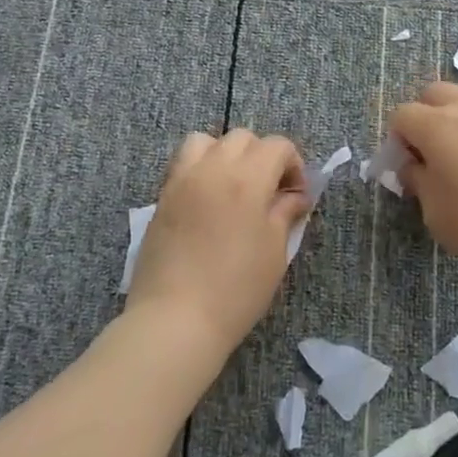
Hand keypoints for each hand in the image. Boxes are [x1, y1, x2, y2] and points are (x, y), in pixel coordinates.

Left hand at [124, 129, 309, 359]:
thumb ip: (285, 213)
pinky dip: (200, 169)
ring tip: (232, 186)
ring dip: (225, 154)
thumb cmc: (236, 289)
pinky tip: (208, 202)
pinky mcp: (162, 197)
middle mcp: (213, 168)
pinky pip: (183, 164)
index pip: (277, 145)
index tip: (296, 195)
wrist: (175, 319)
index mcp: (248, 178)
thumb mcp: (275, 252)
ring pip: (206, 141)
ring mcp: (182, 180)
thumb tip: (295, 195)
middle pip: (242, 138)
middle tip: (268, 191)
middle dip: (262, 156)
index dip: (293, 164)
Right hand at [389, 83, 457, 281]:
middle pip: (434, 94)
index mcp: (436, 125)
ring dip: (454, 124)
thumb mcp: (434, 211)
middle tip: (428, 155)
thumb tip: (413, 166)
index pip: (402, 114)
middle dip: (423, 117)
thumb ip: (418, 181)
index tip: (406, 168)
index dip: (397, 139)